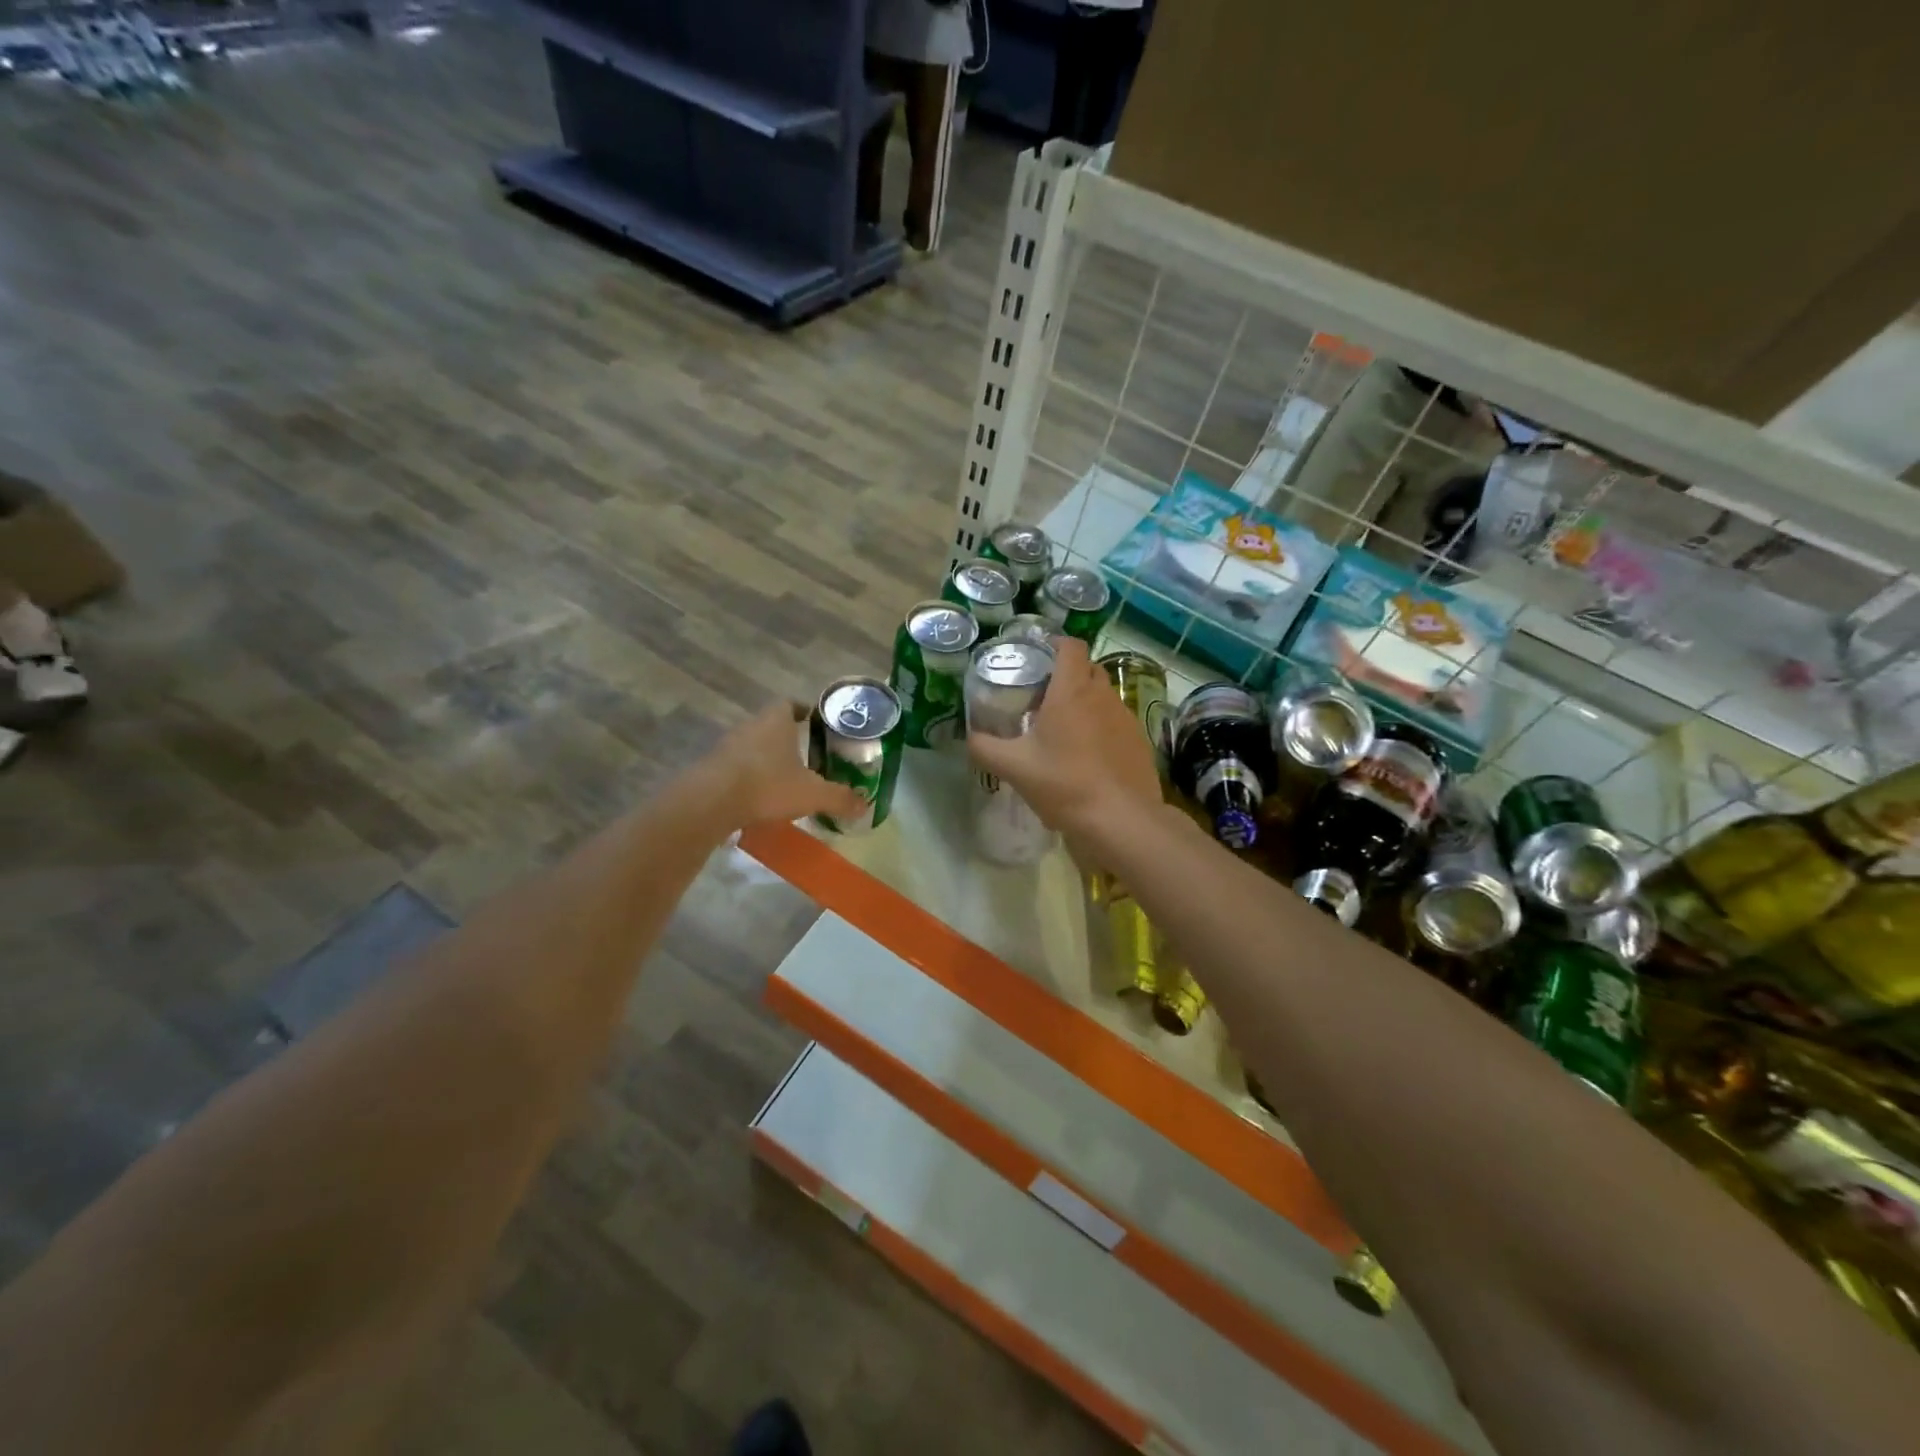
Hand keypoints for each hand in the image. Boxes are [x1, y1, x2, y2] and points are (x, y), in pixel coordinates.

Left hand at [699, 701, 866, 829]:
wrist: (709, 802)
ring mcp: (727, 745)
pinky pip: (736, 766)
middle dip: (788, 739)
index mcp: (776, 721)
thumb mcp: (812, 794)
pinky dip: (748, 777)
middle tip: (806, 756)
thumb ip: (839, 798)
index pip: (790, 704)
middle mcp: (750, 725)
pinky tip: (758, 796)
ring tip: (783, 778)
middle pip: (771, 725)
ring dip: (766, 758)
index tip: (815, 723)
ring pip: (753, 746)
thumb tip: (865, 806)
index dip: (804, 711)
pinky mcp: (711, 767)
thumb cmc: (767, 786)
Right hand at [966, 638, 1161, 835]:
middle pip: (1087, 668)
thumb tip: (969, 737)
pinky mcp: (1139, 740)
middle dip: (1067, 674)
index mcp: (1071, 691)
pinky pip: (1116, 721)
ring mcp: (1125, 717)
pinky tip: (1087, 755)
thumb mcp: (1014, 768)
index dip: (1054, 644)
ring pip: (1103, 695)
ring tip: (1063, 728)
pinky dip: (1101, 727)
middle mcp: (1102, 695)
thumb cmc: (1064, 785)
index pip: (1070, 646)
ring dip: (1084, 702)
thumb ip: (984, 748)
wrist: (1120, 820)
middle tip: (1042, 695)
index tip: (1037, 656)